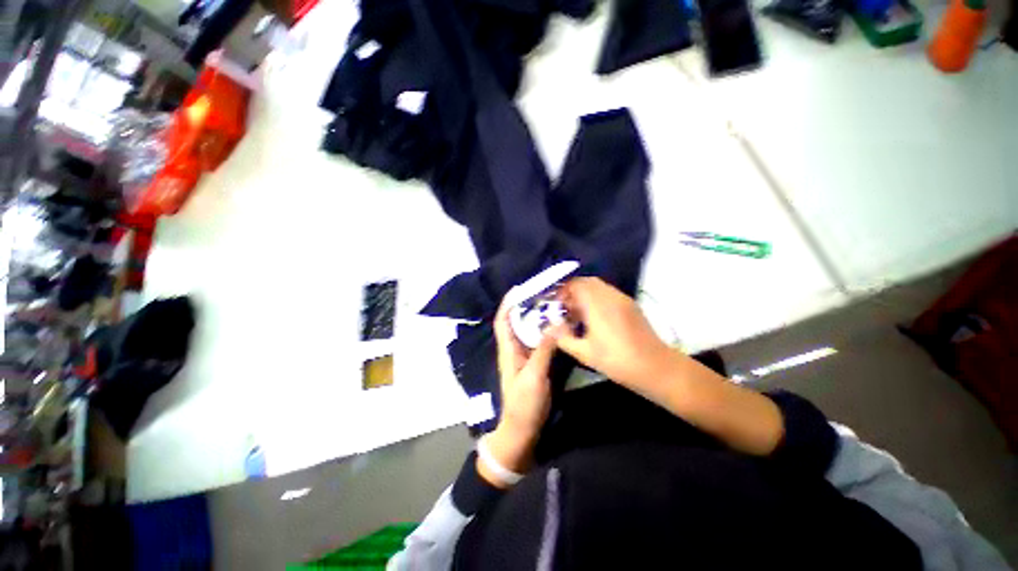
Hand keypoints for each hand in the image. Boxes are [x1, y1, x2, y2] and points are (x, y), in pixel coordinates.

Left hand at [478, 296, 561, 483]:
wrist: (523, 431)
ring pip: (528, 331)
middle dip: (526, 306)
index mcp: (508, 350)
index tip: (519, 288)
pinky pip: (538, 342)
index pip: (503, 320)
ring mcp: (524, 357)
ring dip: (536, 318)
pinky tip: (557, 327)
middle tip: (543, 293)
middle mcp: (514, 350)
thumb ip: (544, 350)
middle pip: (516, 322)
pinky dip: (545, 332)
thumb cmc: (524, 404)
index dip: (508, 303)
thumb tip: (555, 323)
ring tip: (552, 305)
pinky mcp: (534, 364)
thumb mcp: (534, 376)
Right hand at [556, 277, 676, 389]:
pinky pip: (608, 293)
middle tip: (565, 307)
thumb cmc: (617, 360)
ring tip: (578, 313)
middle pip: (587, 282)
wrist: (655, 367)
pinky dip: (596, 297)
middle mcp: (610, 296)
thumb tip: (549, 328)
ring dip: (585, 293)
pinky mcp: (630, 305)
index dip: (563, 290)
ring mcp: (622, 299)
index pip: (576, 284)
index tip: (556, 304)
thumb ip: (563, 338)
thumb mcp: (584, 353)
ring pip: (599, 286)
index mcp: (597, 305)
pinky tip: (594, 316)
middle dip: (573, 290)